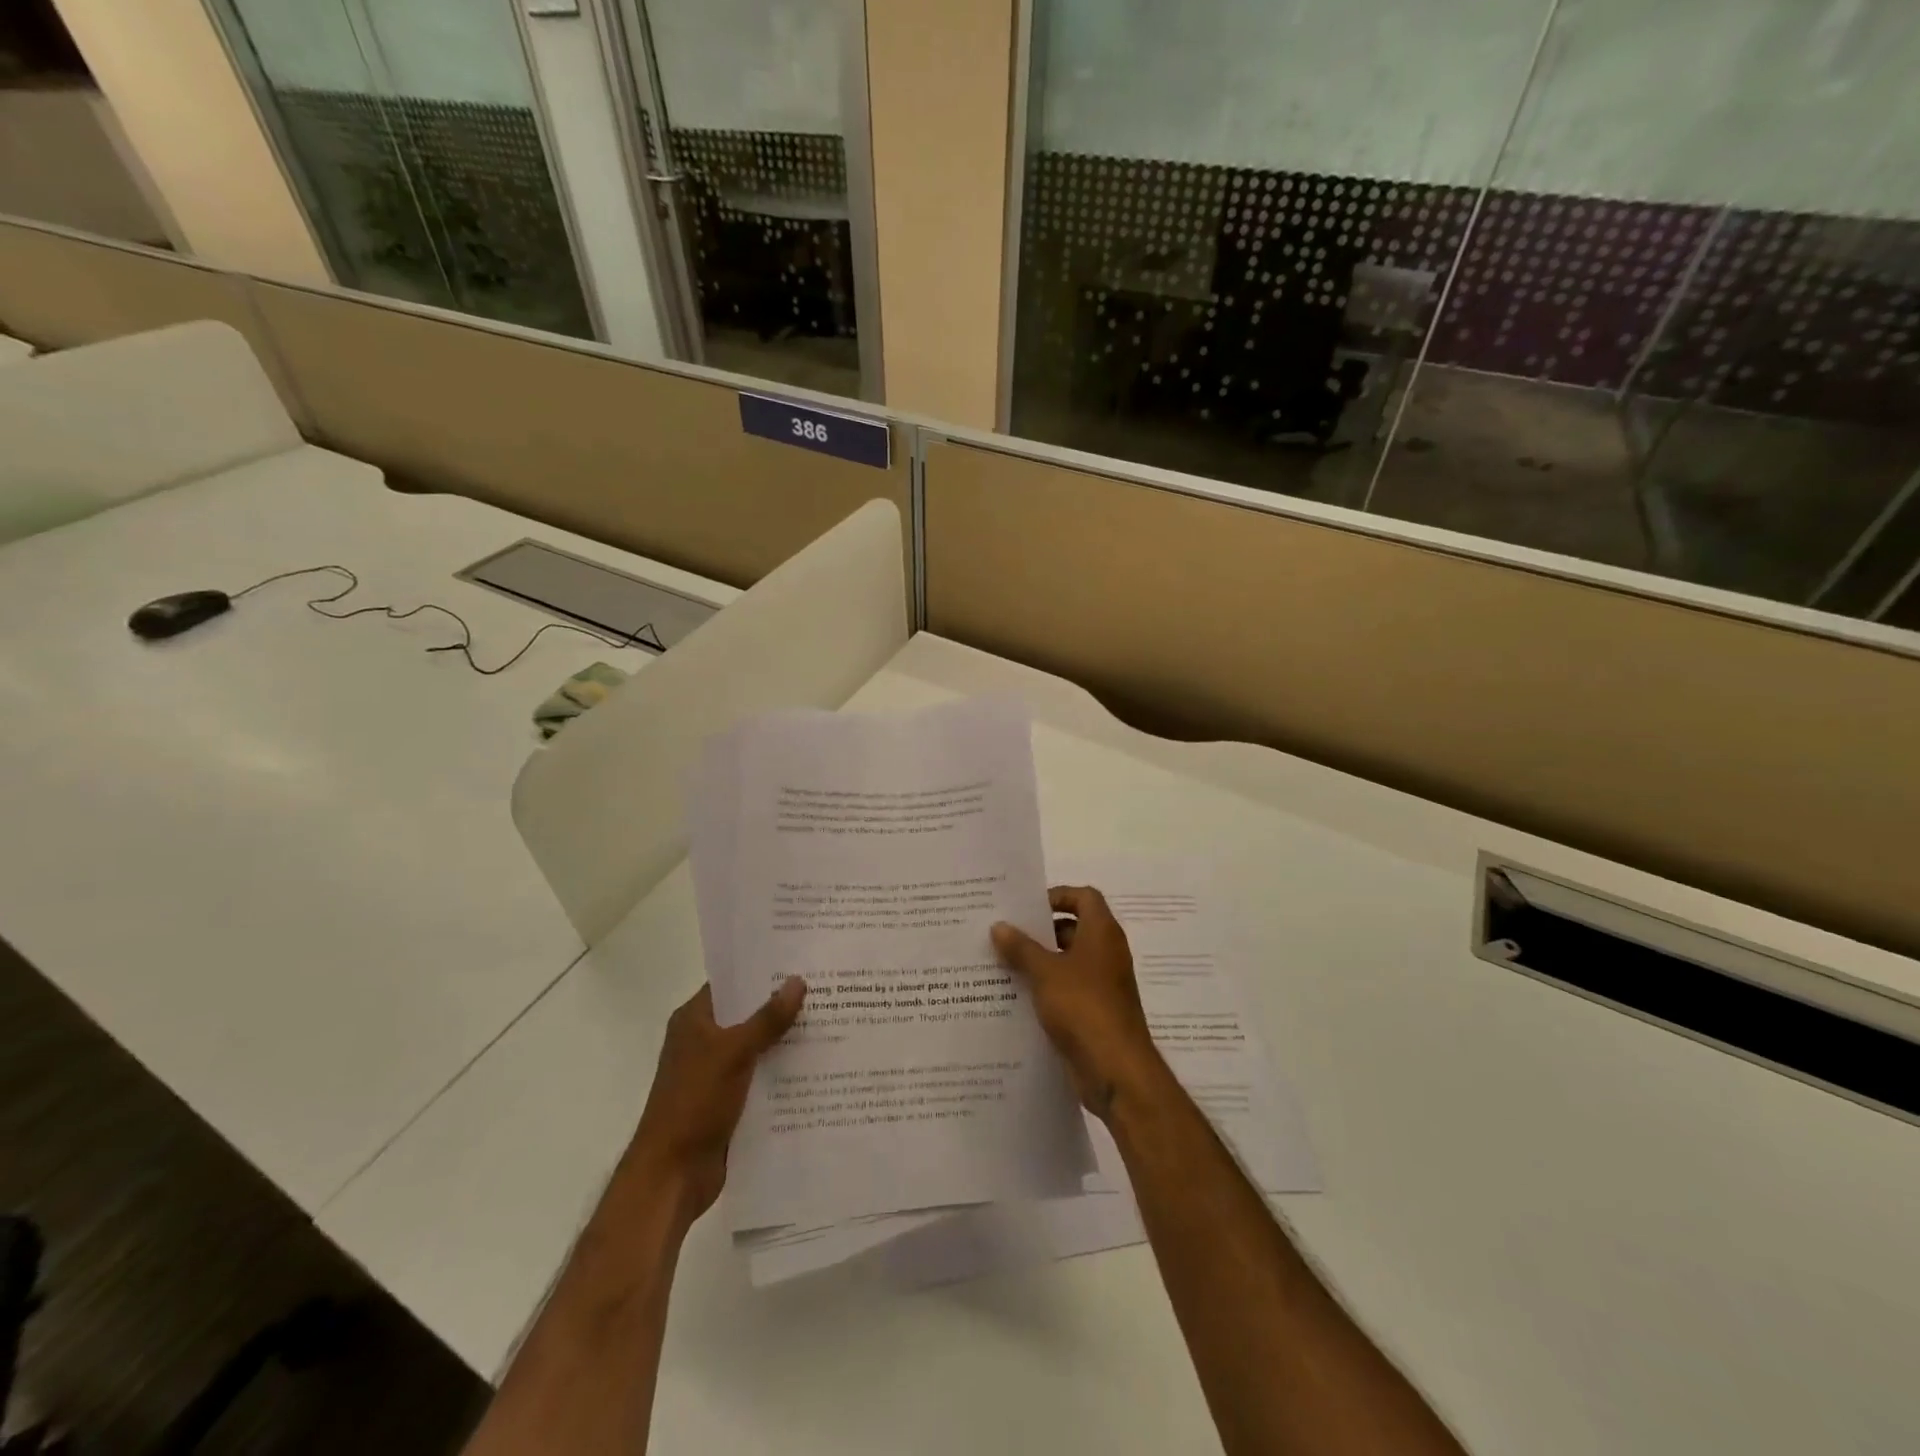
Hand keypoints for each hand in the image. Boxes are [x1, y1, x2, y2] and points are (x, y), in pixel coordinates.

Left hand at [626, 978, 805, 1226]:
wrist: (672, 1176)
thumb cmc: (694, 1103)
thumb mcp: (733, 1053)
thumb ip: (767, 1018)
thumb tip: (798, 980)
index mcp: (694, 1020)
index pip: (732, 983)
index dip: (762, 970)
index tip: (800, 958)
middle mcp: (704, 1041)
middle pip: (749, 1014)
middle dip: (783, 1004)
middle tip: (828, 987)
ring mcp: (717, 1072)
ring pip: (759, 1046)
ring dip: (788, 1039)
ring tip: (833, 1020)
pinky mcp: (731, 1101)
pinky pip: (763, 1076)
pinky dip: (785, 1071)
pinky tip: (820, 1064)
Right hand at [992, 886, 1168, 1121]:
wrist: (1116, 1070)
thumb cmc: (1084, 1007)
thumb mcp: (1045, 973)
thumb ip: (1021, 948)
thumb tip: (999, 926)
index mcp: (1102, 933)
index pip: (1084, 897)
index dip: (1057, 895)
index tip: (1026, 908)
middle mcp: (1106, 953)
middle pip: (1073, 928)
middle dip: (1040, 931)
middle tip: (1004, 934)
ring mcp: (1103, 984)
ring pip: (1068, 962)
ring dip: (1039, 962)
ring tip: (1001, 964)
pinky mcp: (1095, 1012)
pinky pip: (1067, 990)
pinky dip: (1046, 989)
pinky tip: (1015, 997)